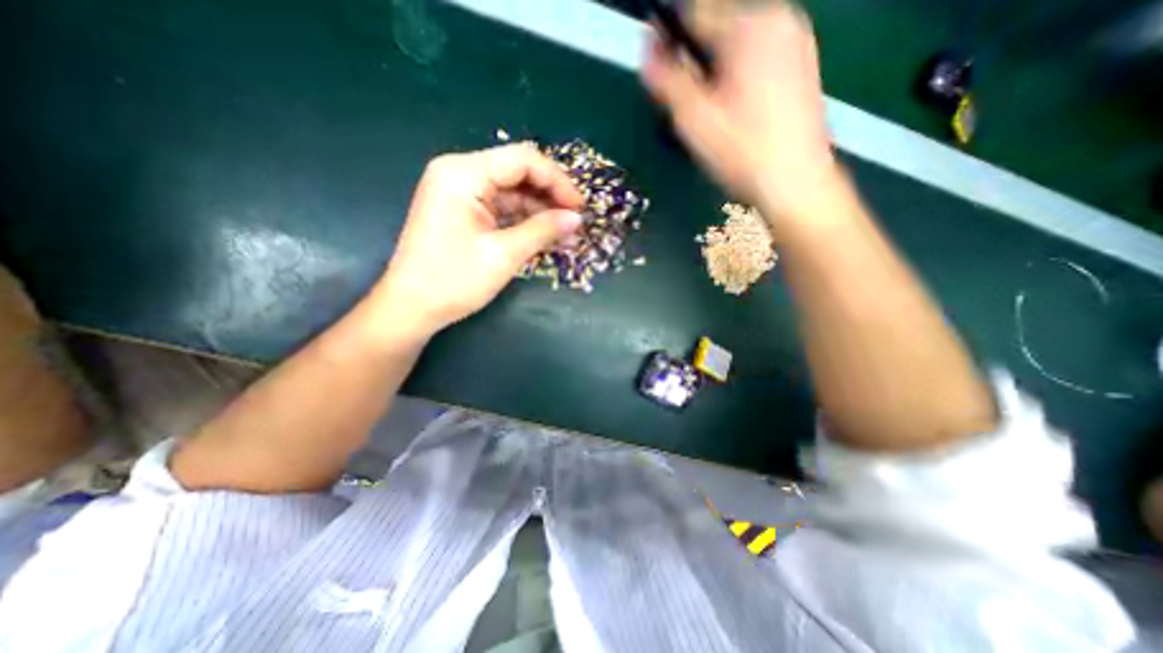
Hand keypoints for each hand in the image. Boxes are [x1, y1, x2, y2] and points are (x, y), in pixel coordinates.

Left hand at [373, 143, 587, 338]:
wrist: (411, 307)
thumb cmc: (453, 281)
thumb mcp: (504, 255)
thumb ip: (543, 231)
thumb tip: (577, 219)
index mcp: (463, 173)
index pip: (523, 160)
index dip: (557, 181)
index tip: (580, 207)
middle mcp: (459, 173)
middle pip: (517, 172)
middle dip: (550, 195)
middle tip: (575, 220)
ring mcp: (459, 192)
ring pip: (512, 191)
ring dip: (539, 210)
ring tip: (565, 232)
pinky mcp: (463, 210)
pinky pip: (501, 207)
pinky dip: (523, 220)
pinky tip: (544, 234)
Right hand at [639, 0, 841, 218]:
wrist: (795, 182)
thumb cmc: (742, 153)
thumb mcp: (694, 119)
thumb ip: (667, 79)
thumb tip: (647, 46)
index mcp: (750, 26)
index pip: (694, 13)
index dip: (669, 40)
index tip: (660, 72)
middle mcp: (778, 19)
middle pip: (717, 26)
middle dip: (696, 59)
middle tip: (691, 105)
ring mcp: (795, 39)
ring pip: (736, 44)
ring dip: (716, 69)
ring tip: (714, 113)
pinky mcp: (802, 62)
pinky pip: (756, 56)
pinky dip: (738, 75)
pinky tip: (738, 111)